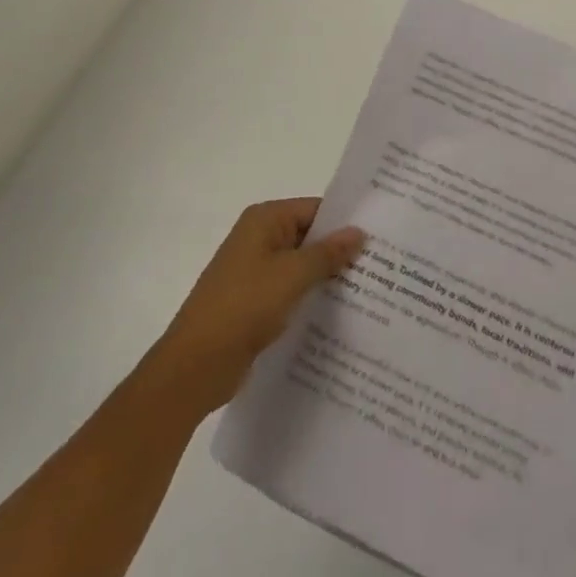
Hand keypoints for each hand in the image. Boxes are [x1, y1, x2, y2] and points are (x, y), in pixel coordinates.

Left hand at [149, 198, 364, 415]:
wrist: (194, 367)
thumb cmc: (243, 307)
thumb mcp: (292, 275)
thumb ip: (328, 253)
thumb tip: (358, 232)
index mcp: (264, 220)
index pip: (315, 209)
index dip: (345, 222)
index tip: (379, 235)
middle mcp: (259, 238)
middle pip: (309, 236)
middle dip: (339, 251)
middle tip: (382, 264)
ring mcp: (255, 272)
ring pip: (302, 267)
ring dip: (327, 277)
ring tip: (369, 290)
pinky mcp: (254, 302)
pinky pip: (291, 291)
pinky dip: (311, 298)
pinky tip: (338, 314)